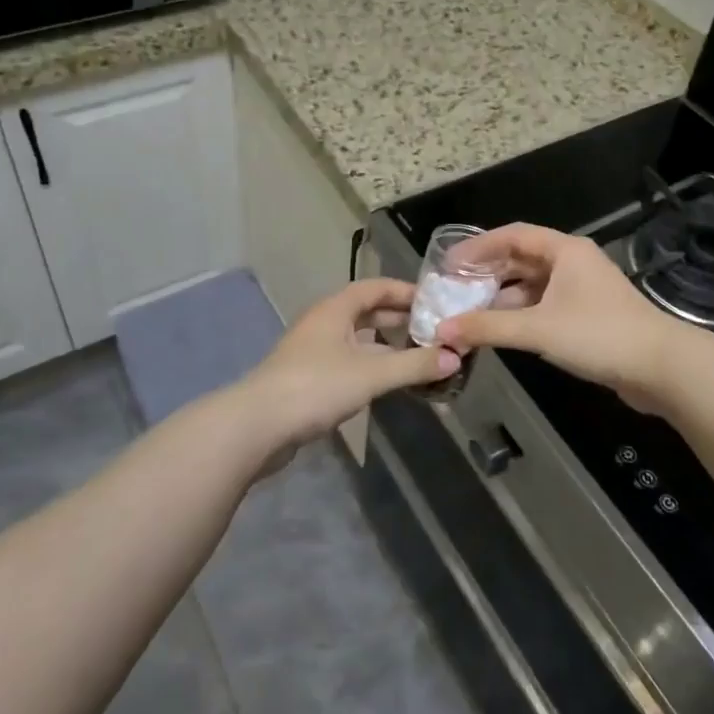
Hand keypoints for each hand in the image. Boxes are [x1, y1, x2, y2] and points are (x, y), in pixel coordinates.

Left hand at [236, 279, 459, 453]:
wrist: (257, 426)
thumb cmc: (315, 387)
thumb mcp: (371, 374)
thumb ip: (414, 365)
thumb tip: (456, 357)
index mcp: (335, 309)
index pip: (375, 287)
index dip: (404, 291)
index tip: (434, 301)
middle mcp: (323, 323)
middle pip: (366, 311)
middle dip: (398, 318)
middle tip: (432, 328)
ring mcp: (313, 351)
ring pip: (357, 338)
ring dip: (385, 344)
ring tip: (417, 354)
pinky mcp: (308, 378)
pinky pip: (348, 361)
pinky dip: (371, 364)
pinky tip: (387, 381)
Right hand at [436, 224, 684, 413]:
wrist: (661, 367)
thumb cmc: (599, 335)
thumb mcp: (539, 329)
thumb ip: (489, 327)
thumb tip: (443, 329)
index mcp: (564, 250)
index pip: (512, 235)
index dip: (478, 247)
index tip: (448, 263)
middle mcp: (573, 262)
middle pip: (521, 259)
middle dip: (488, 273)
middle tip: (454, 290)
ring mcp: (582, 289)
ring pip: (533, 284)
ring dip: (503, 296)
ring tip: (470, 312)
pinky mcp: (588, 315)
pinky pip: (544, 305)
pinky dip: (521, 313)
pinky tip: (501, 329)